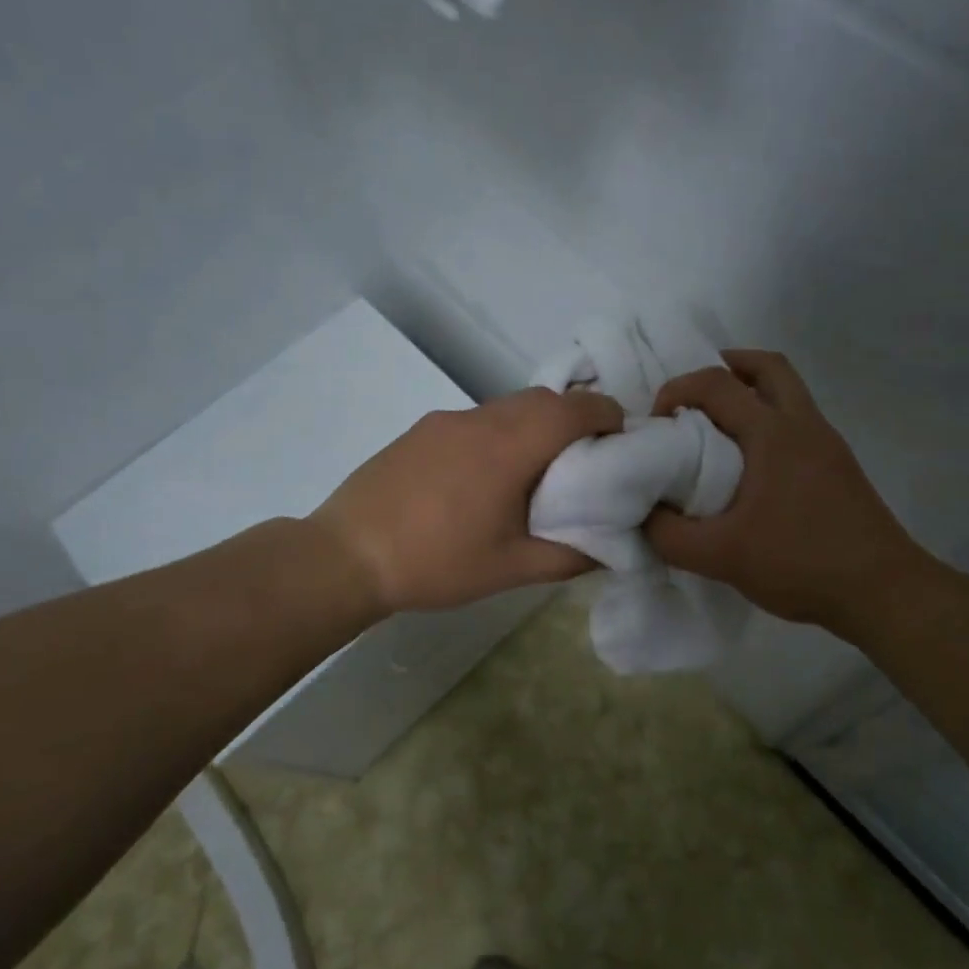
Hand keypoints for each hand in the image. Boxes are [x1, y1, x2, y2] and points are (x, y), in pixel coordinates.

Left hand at [309, 387, 624, 614]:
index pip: (576, 408)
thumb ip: (570, 557)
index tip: (620, 442)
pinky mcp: (422, 430)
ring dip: (536, 424)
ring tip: (538, 470)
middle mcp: (482, 420)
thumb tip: (614, 549)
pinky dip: (501, 433)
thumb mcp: (511, 569)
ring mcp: (447, 421)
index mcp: (511, 447)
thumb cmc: (437, 562)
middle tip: (585, 460)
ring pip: (509, 406)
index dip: (608, 417)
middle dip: (575, 418)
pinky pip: (478, 419)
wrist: (347, 555)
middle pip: (544, 399)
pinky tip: (486, 477)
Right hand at [646, 350, 937, 636]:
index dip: (678, 388)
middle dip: (727, 367)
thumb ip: (670, 536)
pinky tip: (751, 467)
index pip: (717, 383)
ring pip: (788, 393)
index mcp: (773, 433)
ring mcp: (828, 444)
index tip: (657, 421)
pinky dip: (769, 423)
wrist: (882, 591)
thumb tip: (642, 515)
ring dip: (751, 394)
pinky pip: (798, 424)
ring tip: (717, 428)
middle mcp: (804, 425)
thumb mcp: (721, 556)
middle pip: (767, 367)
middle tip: (695, 395)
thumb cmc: (801, 563)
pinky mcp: (839, 467)